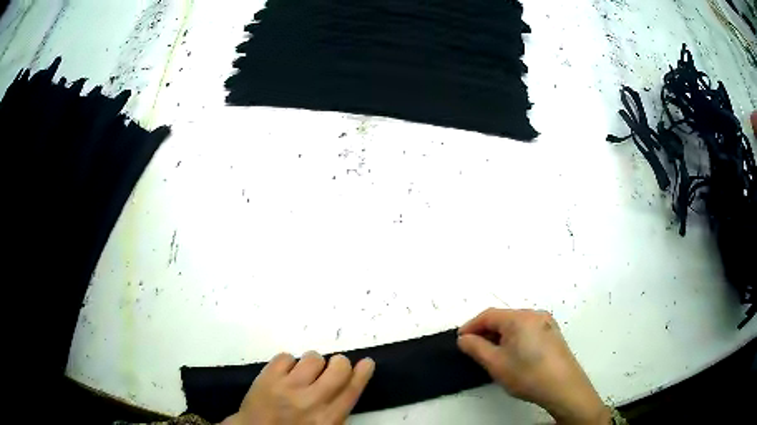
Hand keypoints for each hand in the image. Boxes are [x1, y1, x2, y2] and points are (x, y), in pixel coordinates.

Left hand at [222, 351, 374, 424]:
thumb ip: (335, 409)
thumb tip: (346, 384)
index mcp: (328, 419)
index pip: (351, 390)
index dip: (362, 373)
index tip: (366, 362)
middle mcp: (312, 401)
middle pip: (337, 368)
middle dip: (338, 363)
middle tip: (332, 366)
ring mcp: (288, 387)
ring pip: (313, 357)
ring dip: (311, 363)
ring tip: (302, 374)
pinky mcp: (268, 377)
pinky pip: (287, 356)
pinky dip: (288, 363)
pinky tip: (284, 374)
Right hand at [458, 308, 609, 424]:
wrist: (563, 386)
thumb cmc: (527, 374)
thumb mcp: (496, 364)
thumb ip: (476, 348)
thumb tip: (464, 339)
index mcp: (519, 318)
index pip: (488, 315)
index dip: (471, 326)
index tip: (460, 340)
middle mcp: (534, 314)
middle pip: (504, 318)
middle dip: (486, 331)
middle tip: (473, 348)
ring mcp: (546, 323)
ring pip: (516, 324)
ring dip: (500, 335)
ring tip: (491, 353)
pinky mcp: (553, 333)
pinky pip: (528, 330)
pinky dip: (515, 338)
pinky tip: (513, 354)